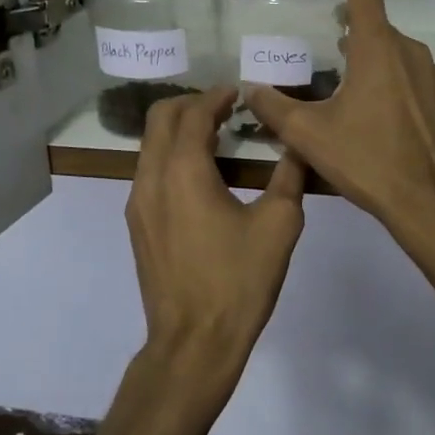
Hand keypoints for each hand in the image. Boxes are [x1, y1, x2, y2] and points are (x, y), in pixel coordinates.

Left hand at [124, 86, 306, 418]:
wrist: (194, 342)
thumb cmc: (239, 281)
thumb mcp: (279, 225)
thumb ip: (289, 176)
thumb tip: (297, 147)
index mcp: (183, 171)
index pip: (194, 113)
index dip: (217, 96)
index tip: (240, 92)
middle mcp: (151, 178)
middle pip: (159, 119)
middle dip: (190, 104)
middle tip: (225, 107)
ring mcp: (137, 203)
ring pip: (150, 145)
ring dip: (178, 130)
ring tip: (216, 137)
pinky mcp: (137, 225)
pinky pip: (149, 171)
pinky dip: (171, 156)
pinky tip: (202, 175)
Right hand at [242, 0, 434, 255]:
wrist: (427, 201)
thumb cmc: (367, 161)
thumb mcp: (310, 135)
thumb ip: (274, 108)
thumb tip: (250, 90)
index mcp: (378, 48)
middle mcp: (407, 51)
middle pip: (372, 22)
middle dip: (347, 17)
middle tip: (322, 22)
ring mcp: (427, 75)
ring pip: (388, 49)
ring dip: (362, 50)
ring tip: (336, 69)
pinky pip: (402, 71)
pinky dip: (380, 72)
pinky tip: (364, 102)